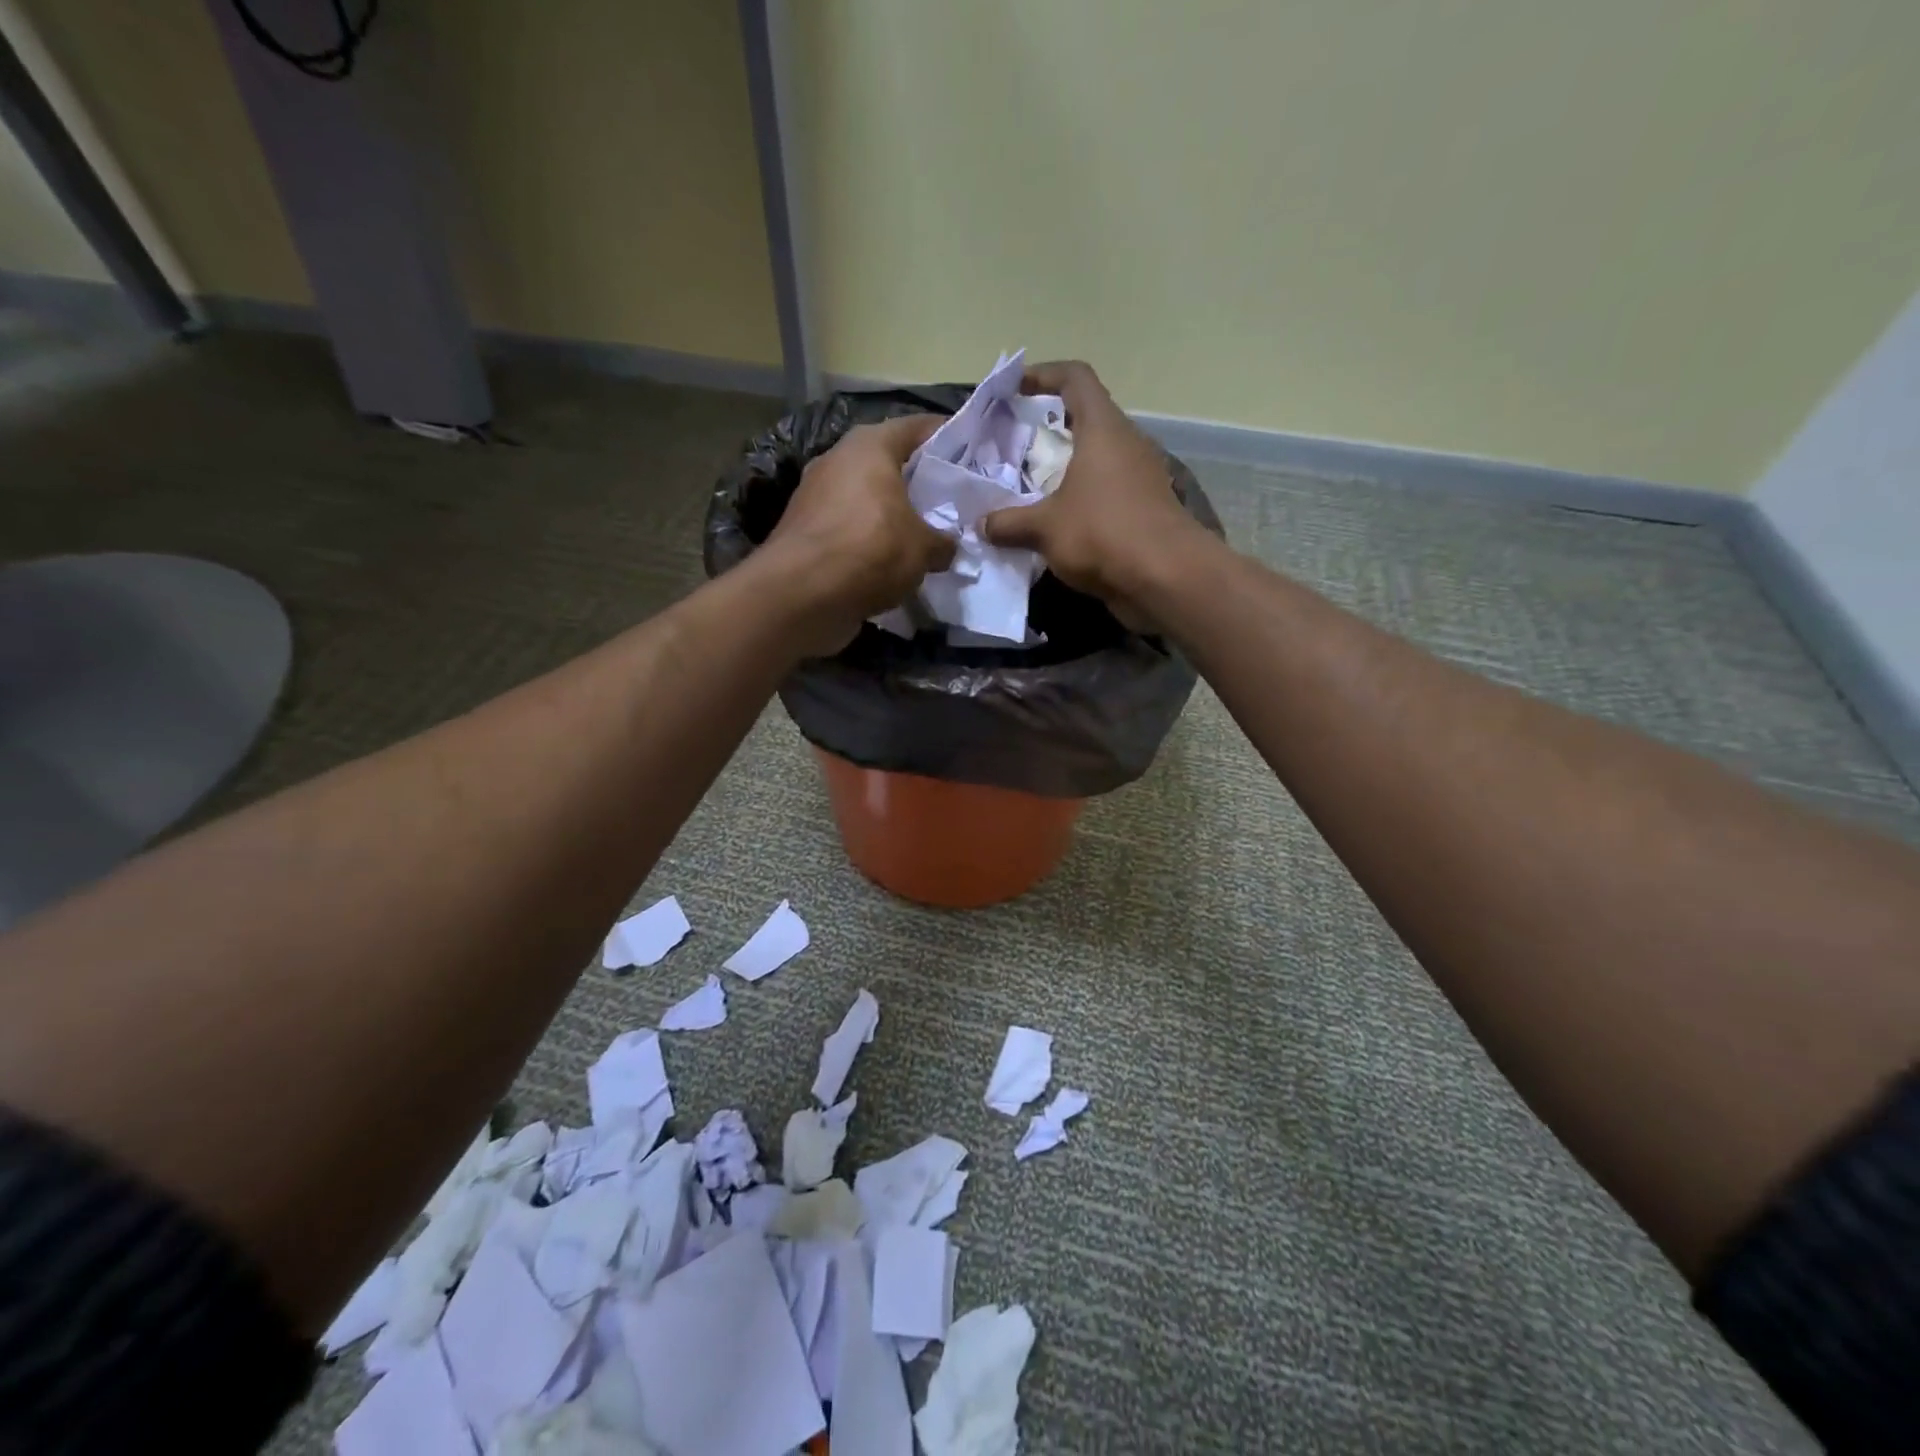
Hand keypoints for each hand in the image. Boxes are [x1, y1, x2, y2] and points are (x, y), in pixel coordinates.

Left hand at [759, 414, 955, 654]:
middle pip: (888, 462)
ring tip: (923, 535)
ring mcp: (815, 495)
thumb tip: (947, 547)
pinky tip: (889, 563)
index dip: (947, 438)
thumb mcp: (923, 548)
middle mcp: (838, 459)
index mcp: (870, 445)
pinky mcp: (804, 531)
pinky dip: (868, 541)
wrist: (800, 595)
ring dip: (891, 514)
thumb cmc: (870, 551)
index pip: (917, 427)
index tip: (971, 455)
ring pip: (866, 498)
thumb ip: (942, 542)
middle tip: (950, 501)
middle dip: (918, 481)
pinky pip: (848, 528)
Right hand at [980, 361, 1210, 628]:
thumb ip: (1009, 523)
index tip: (1016, 388)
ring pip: (1098, 460)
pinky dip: (1083, 500)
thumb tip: (981, 525)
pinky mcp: (1146, 510)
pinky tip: (1059, 525)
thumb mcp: (1045, 528)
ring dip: (1067, 470)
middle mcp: (1126, 444)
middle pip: (1088, 419)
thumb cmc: (1103, 534)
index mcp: (1103, 429)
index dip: (1044, 375)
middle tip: (1017, 448)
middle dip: (1052, 430)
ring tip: (1032, 490)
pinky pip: (1107, 493)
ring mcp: (1141, 477)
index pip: (1076, 378)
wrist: (1165, 579)